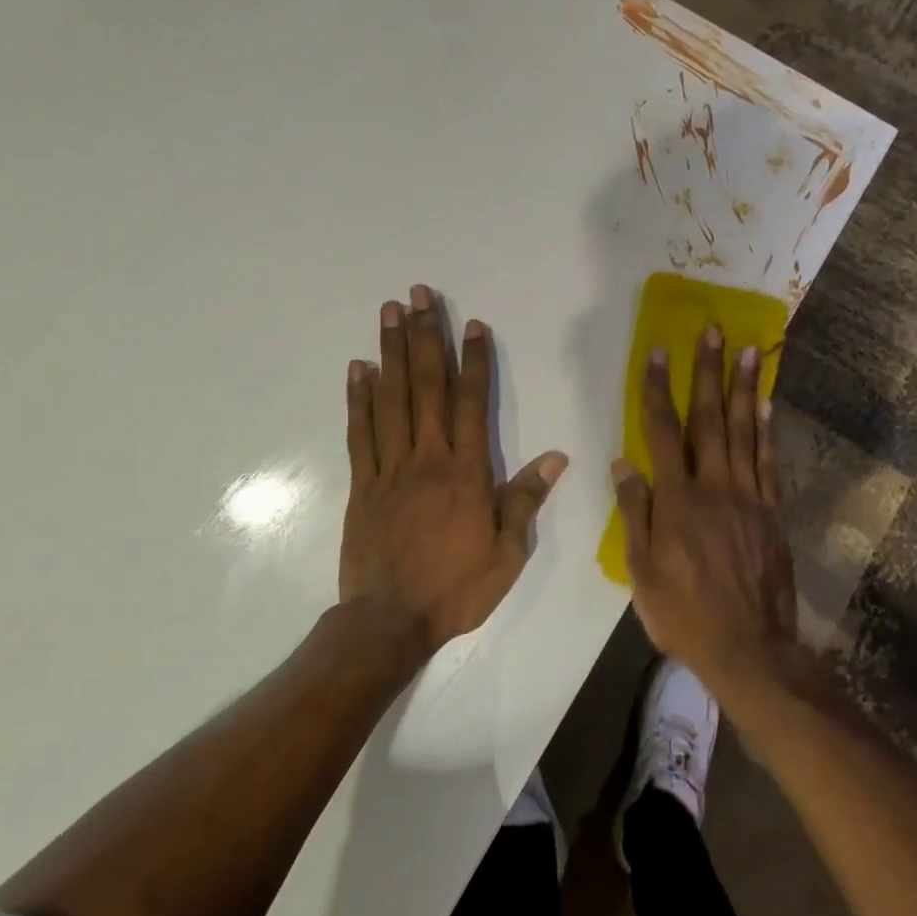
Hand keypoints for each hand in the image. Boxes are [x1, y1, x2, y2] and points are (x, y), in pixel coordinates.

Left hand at [341, 285, 567, 651]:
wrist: (390, 620)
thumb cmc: (456, 588)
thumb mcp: (507, 553)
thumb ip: (526, 500)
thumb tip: (557, 457)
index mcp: (466, 473)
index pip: (473, 403)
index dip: (474, 361)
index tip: (474, 324)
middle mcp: (427, 458)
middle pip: (427, 386)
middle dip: (426, 336)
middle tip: (419, 295)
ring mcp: (390, 468)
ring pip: (392, 399)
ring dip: (391, 352)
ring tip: (389, 312)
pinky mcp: (362, 483)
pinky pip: (360, 432)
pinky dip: (359, 398)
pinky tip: (359, 368)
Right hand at [612, 326, 796, 685]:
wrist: (748, 648)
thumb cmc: (683, 613)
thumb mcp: (642, 570)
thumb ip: (634, 512)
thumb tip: (622, 462)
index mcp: (677, 500)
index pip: (662, 431)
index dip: (658, 389)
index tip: (658, 352)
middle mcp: (714, 487)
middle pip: (710, 419)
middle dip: (708, 372)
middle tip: (713, 330)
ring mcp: (749, 497)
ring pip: (745, 432)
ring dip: (744, 388)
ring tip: (748, 350)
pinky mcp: (772, 512)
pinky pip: (769, 462)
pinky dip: (768, 430)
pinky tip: (767, 404)